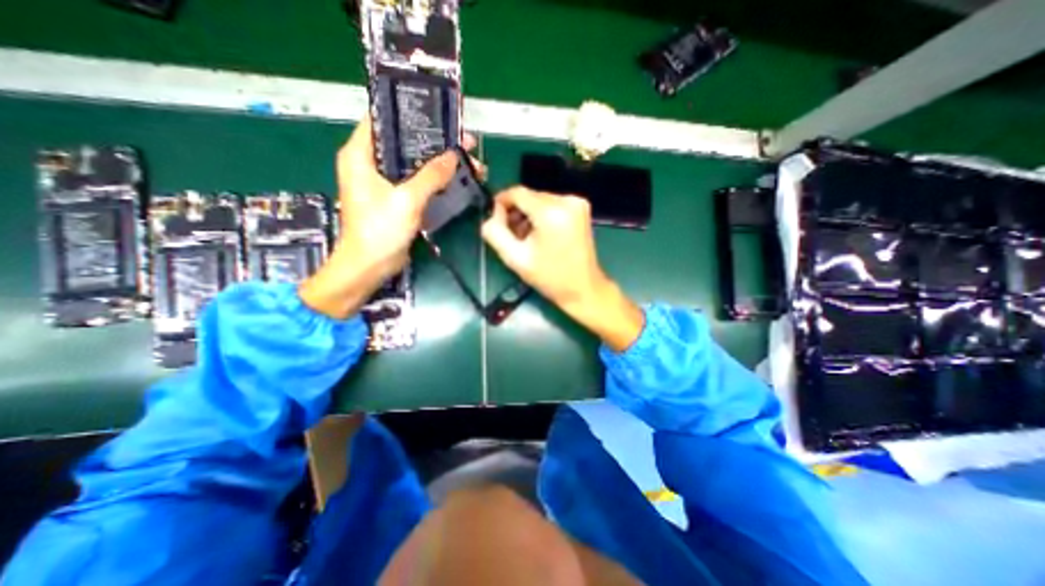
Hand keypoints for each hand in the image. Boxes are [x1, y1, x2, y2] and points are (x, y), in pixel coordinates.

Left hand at [302, 115, 465, 318]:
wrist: (370, 267)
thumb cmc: (379, 231)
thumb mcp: (406, 200)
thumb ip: (430, 176)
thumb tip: (453, 156)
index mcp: (360, 155)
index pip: (383, 120)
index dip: (411, 115)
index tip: (440, 115)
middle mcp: (371, 164)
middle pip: (405, 144)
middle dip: (436, 143)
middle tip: (464, 142)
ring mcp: (385, 183)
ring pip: (415, 165)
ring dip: (440, 164)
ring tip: (468, 161)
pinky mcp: (397, 199)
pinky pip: (419, 183)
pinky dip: (437, 181)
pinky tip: (457, 180)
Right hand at [482, 187, 646, 351]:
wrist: (583, 288)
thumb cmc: (549, 277)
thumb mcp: (515, 258)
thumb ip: (495, 233)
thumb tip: (491, 215)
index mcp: (551, 212)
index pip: (517, 193)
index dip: (501, 203)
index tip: (496, 220)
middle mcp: (566, 201)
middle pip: (529, 196)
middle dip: (516, 212)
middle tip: (513, 236)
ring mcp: (577, 203)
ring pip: (540, 200)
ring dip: (529, 215)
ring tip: (527, 239)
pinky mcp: (581, 208)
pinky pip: (552, 204)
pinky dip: (542, 215)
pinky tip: (541, 234)